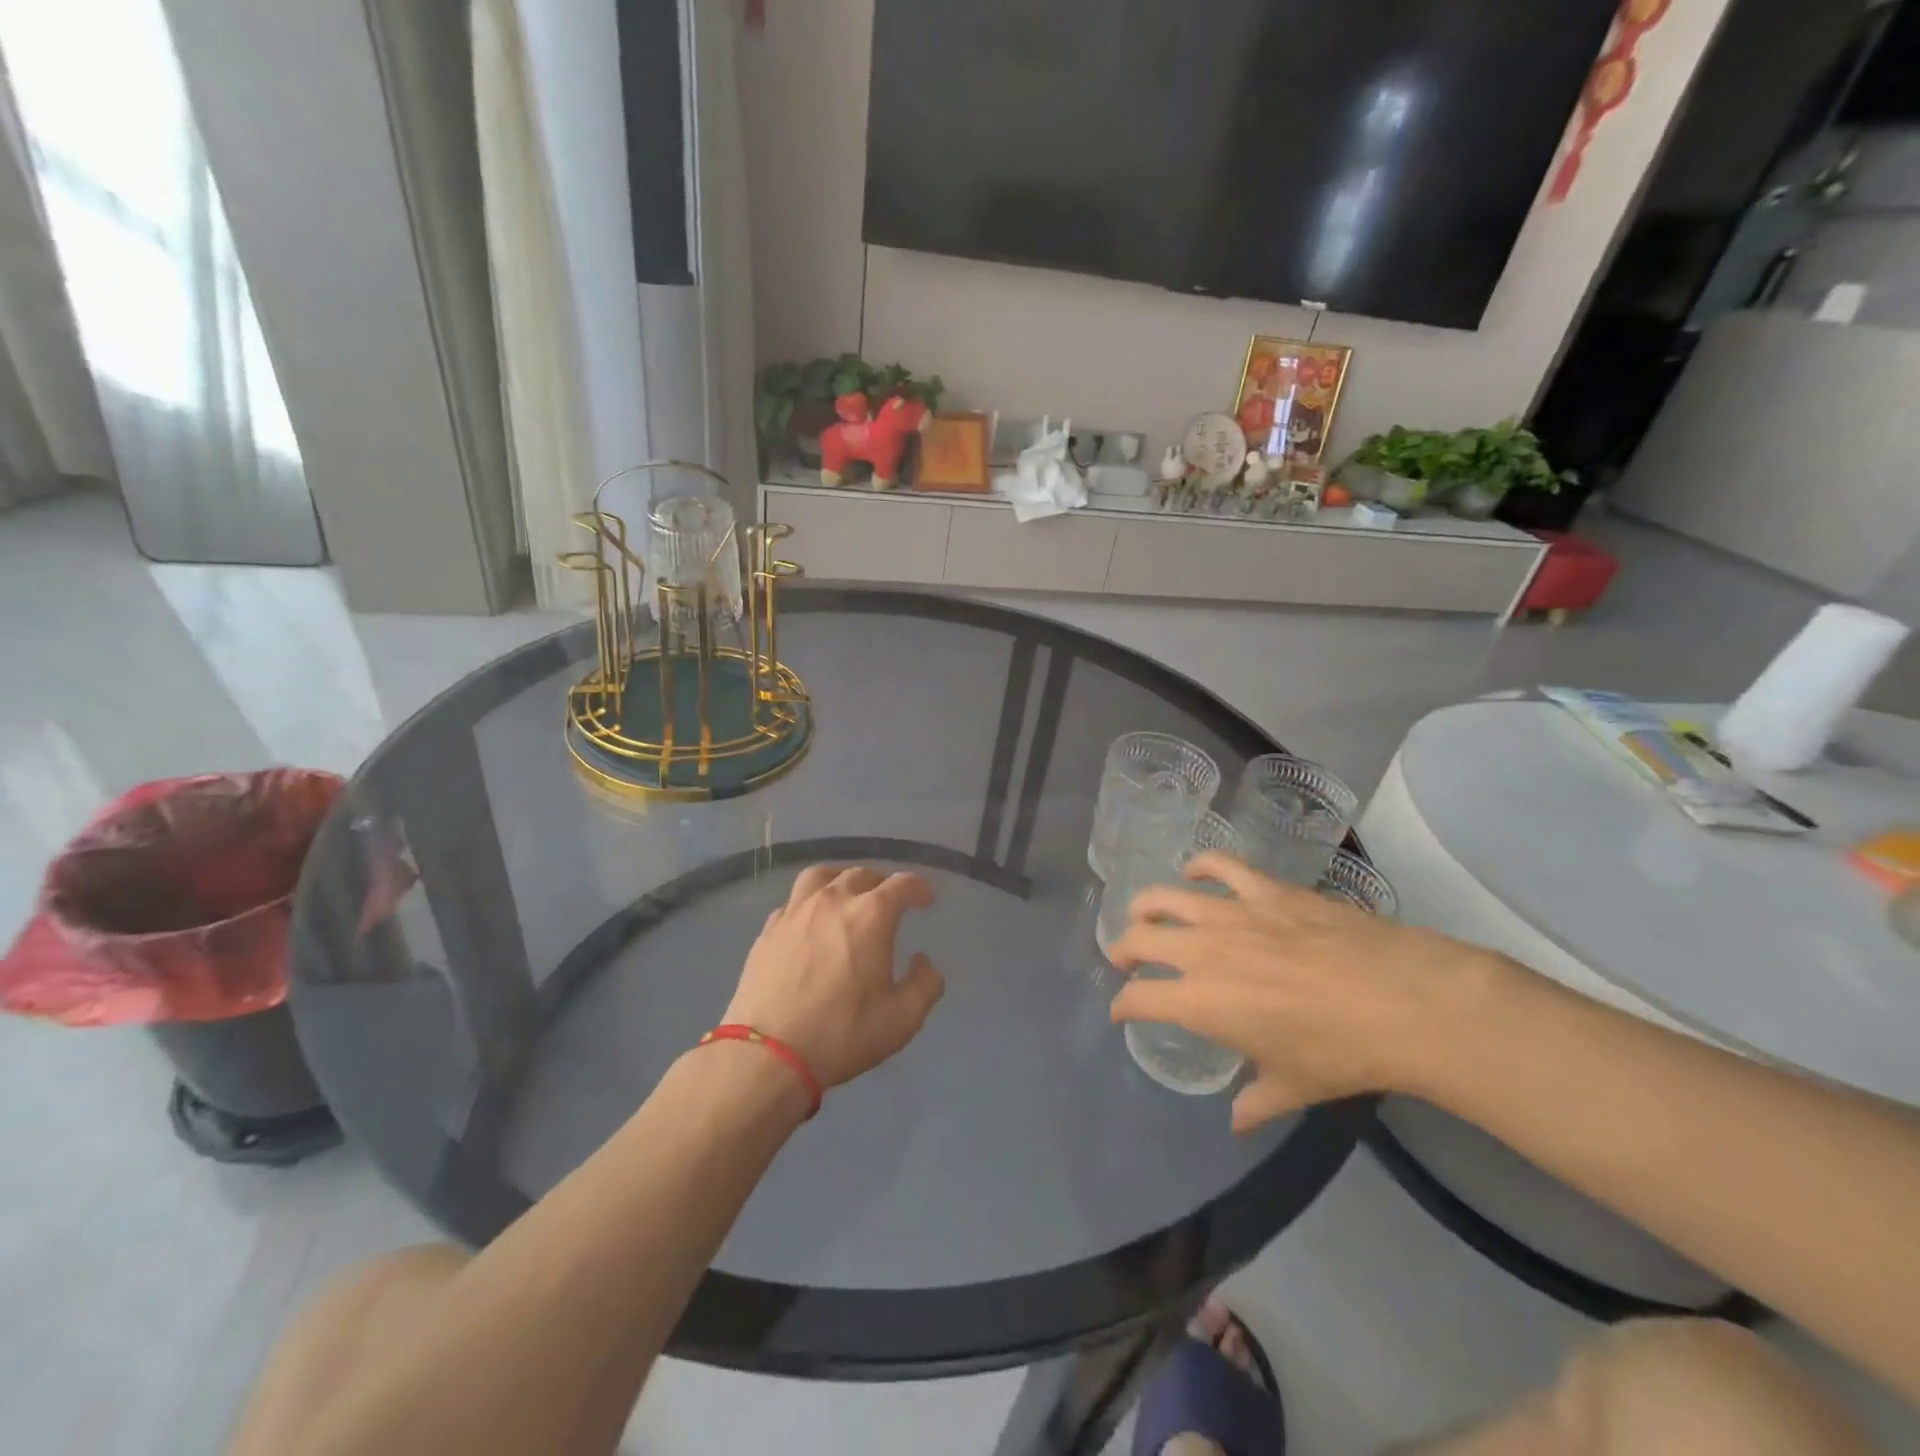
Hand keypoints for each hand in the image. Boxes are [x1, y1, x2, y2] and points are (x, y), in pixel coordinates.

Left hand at [725, 865, 945, 1089]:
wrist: (768, 1055)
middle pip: (861, 874)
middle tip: (889, 902)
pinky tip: (811, 922)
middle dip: (882, 883)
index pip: (903, 884)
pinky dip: (809, 903)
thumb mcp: (902, 1019)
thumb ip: (925, 984)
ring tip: (846, 894)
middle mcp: (833, 900)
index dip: (919, 888)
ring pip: (821, 876)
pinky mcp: (769, 929)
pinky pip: (793, 901)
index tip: (926, 900)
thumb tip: (923, 961)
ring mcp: (796, 912)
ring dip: (841, 879)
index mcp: (871, 915)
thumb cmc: (842, 1034)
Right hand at [1108, 852, 1502, 1131]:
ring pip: (1165, 897)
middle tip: (1124, 958)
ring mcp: (1231, 913)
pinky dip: (1200, 866)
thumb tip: (1238, 1120)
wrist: (1399, 1001)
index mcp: (1200, 1002)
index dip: (1123, 1005)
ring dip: (1146, 906)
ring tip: (1143, 913)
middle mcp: (1202, 951)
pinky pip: (1220, 866)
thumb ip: (1256, 1102)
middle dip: (1123, 949)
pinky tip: (1195, 872)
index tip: (1121, 1010)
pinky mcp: (1265, 890)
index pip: (1139, 999)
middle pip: (1140, 939)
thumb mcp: (1294, 1087)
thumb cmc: (1340, 1053)